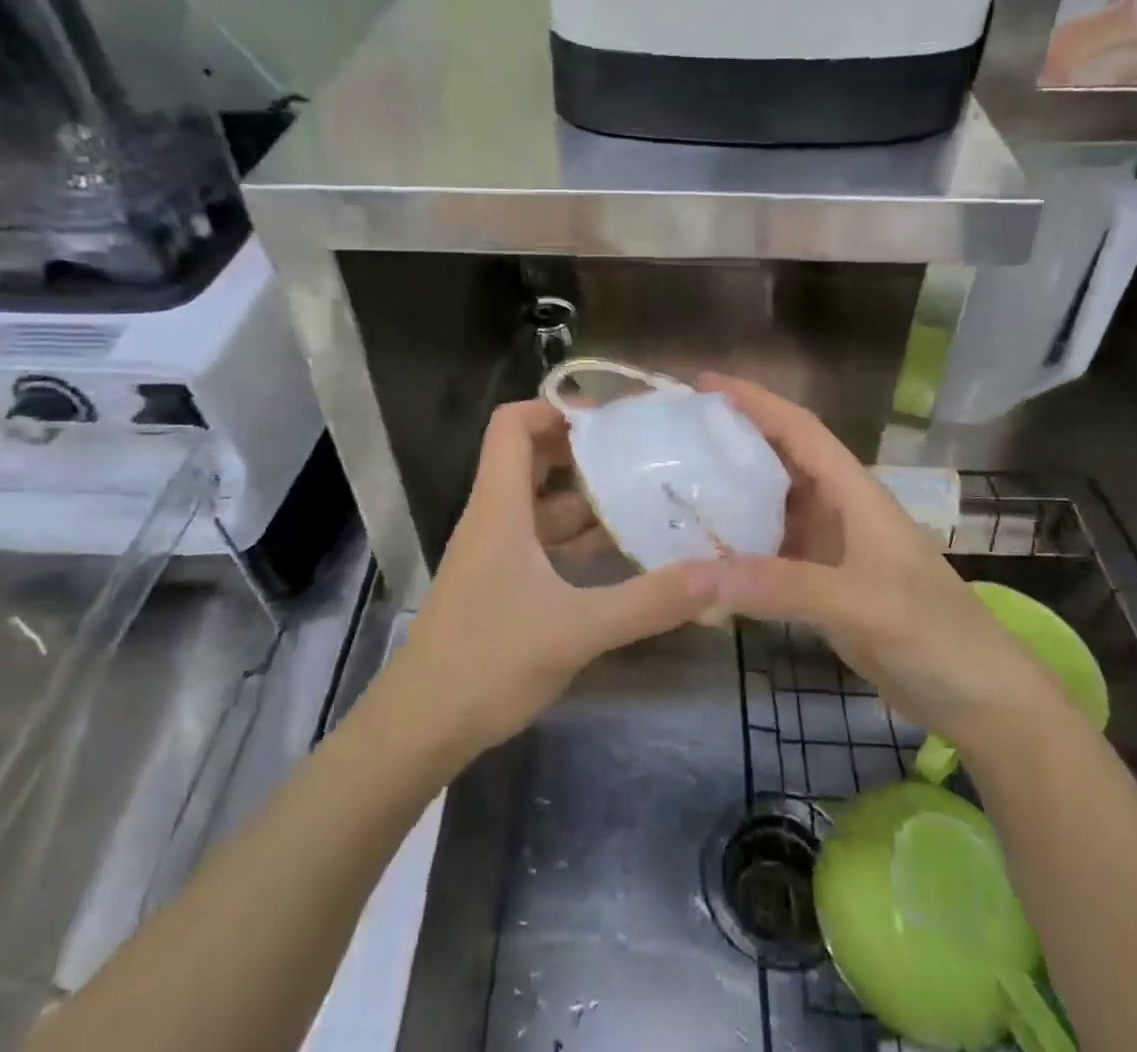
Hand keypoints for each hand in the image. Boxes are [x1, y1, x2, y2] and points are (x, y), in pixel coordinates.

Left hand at [384, 398, 723, 763]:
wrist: (420, 727)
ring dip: (584, 499)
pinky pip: (540, 542)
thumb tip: (716, 576)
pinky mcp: (499, 584)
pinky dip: (574, 539)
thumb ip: (648, 602)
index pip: (511, 425)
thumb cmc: (488, 663)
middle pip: (530, 458)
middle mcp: (494, 519)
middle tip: (637, 453)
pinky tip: (615, 555)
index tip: (608, 419)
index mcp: (499, 507)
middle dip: (581, 451)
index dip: (554, 408)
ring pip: (539, 504)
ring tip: (641, 498)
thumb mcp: (577, 629)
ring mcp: (494, 553)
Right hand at [699, 374, 1068, 757]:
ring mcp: (832, 549)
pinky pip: (771, 553)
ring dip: (732, 495)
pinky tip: (705, 556)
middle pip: (779, 460)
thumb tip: (691, 576)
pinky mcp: (825, 586)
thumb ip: (779, 586)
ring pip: (772, 507)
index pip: (799, 429)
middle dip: (733, 441)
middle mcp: (839, 509)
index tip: (703, 384)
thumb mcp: (859, 602)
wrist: (981, 699)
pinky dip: (739, 549)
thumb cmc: (933, 633)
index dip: (754, 400)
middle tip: (674, 437)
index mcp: (854, 491)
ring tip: (677, 488)